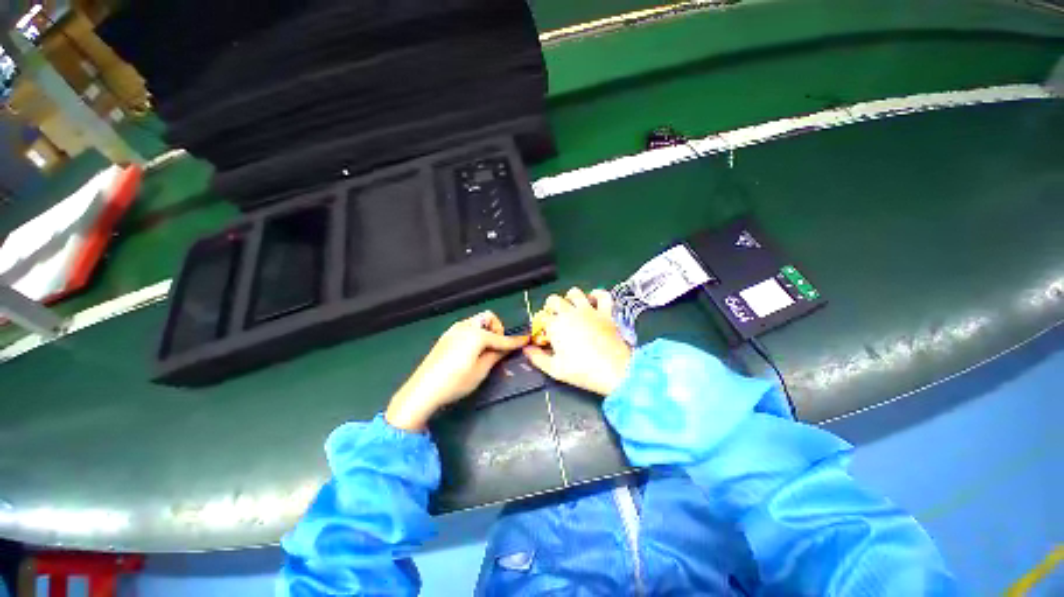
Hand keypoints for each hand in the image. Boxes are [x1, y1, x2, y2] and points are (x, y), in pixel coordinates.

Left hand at [385, 311, 527, 430]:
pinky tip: (472, 350)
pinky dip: (475, 333)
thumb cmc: (455, 382)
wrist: (423, 390)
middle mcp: (465, 327)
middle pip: (488, 318)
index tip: (526, 340)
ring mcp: (453, 330)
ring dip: (486, 330)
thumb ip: (496, 355)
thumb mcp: (481, 370)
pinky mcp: (446, 336)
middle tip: (497, 347)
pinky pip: (467, 327)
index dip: (514, 341)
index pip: (501, 337)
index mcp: (476, 334)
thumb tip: (506, 348)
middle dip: (497, 329)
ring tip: (485, 349)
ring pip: (477, 321)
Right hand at [524, 288, 631, 395]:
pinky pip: (602, 295)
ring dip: (570, 298)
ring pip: (575, 292)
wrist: (614, 371)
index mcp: (556, 325)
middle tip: (554, 319)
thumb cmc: (582, 371)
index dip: (540, 324)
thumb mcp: (555, 370)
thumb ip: (537, 358)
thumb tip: (527, 350)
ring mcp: (589, 310)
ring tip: (571, 308)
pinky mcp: (606, 312)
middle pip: (554, 299)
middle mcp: (570, 313)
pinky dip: (597, 294)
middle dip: (550, 307)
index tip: (543, 334)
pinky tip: (593, 300)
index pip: (541, 317)